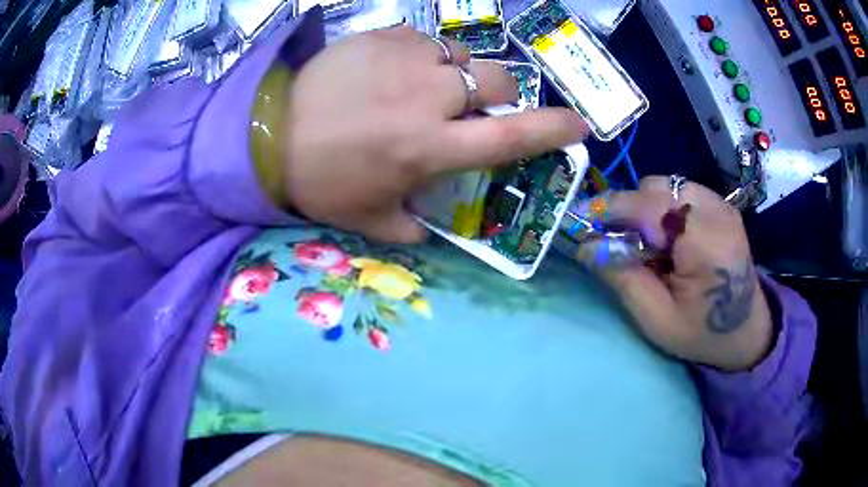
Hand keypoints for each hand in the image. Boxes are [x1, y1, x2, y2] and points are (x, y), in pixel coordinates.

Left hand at [279, 26, 586, 242]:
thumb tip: (431, 229)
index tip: (578, 126)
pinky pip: (428, 40)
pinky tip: (402, 70)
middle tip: (476, 109)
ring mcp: (407, 59)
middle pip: (499, 83)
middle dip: (501, 97)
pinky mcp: (384, 36)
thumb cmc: (319, 179)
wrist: (267, 132)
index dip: (552, 130)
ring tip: (432, 88)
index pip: (510, 138)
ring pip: (465, 57)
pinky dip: (428, 56)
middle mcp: (429, 98)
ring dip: (462, 75)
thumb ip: (410, 228)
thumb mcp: (369, 218)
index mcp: (430, 148)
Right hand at [577, 177, 773, 371]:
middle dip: (631, 210)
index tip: (582, 220)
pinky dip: (664, 209)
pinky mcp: (721, 204)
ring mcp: (722, 204)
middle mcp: (717, 211)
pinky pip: (680, 192)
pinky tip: (669, 239)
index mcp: (707, 243)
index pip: (651, 205)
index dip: (612, 209)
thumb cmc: (701, 333)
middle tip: (624, 246)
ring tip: (651, 246)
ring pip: (666, 186)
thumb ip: (623, 278)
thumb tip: (586, 244)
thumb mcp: (656, 320)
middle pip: (657, 187)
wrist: (745, 330)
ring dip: (647, 209)